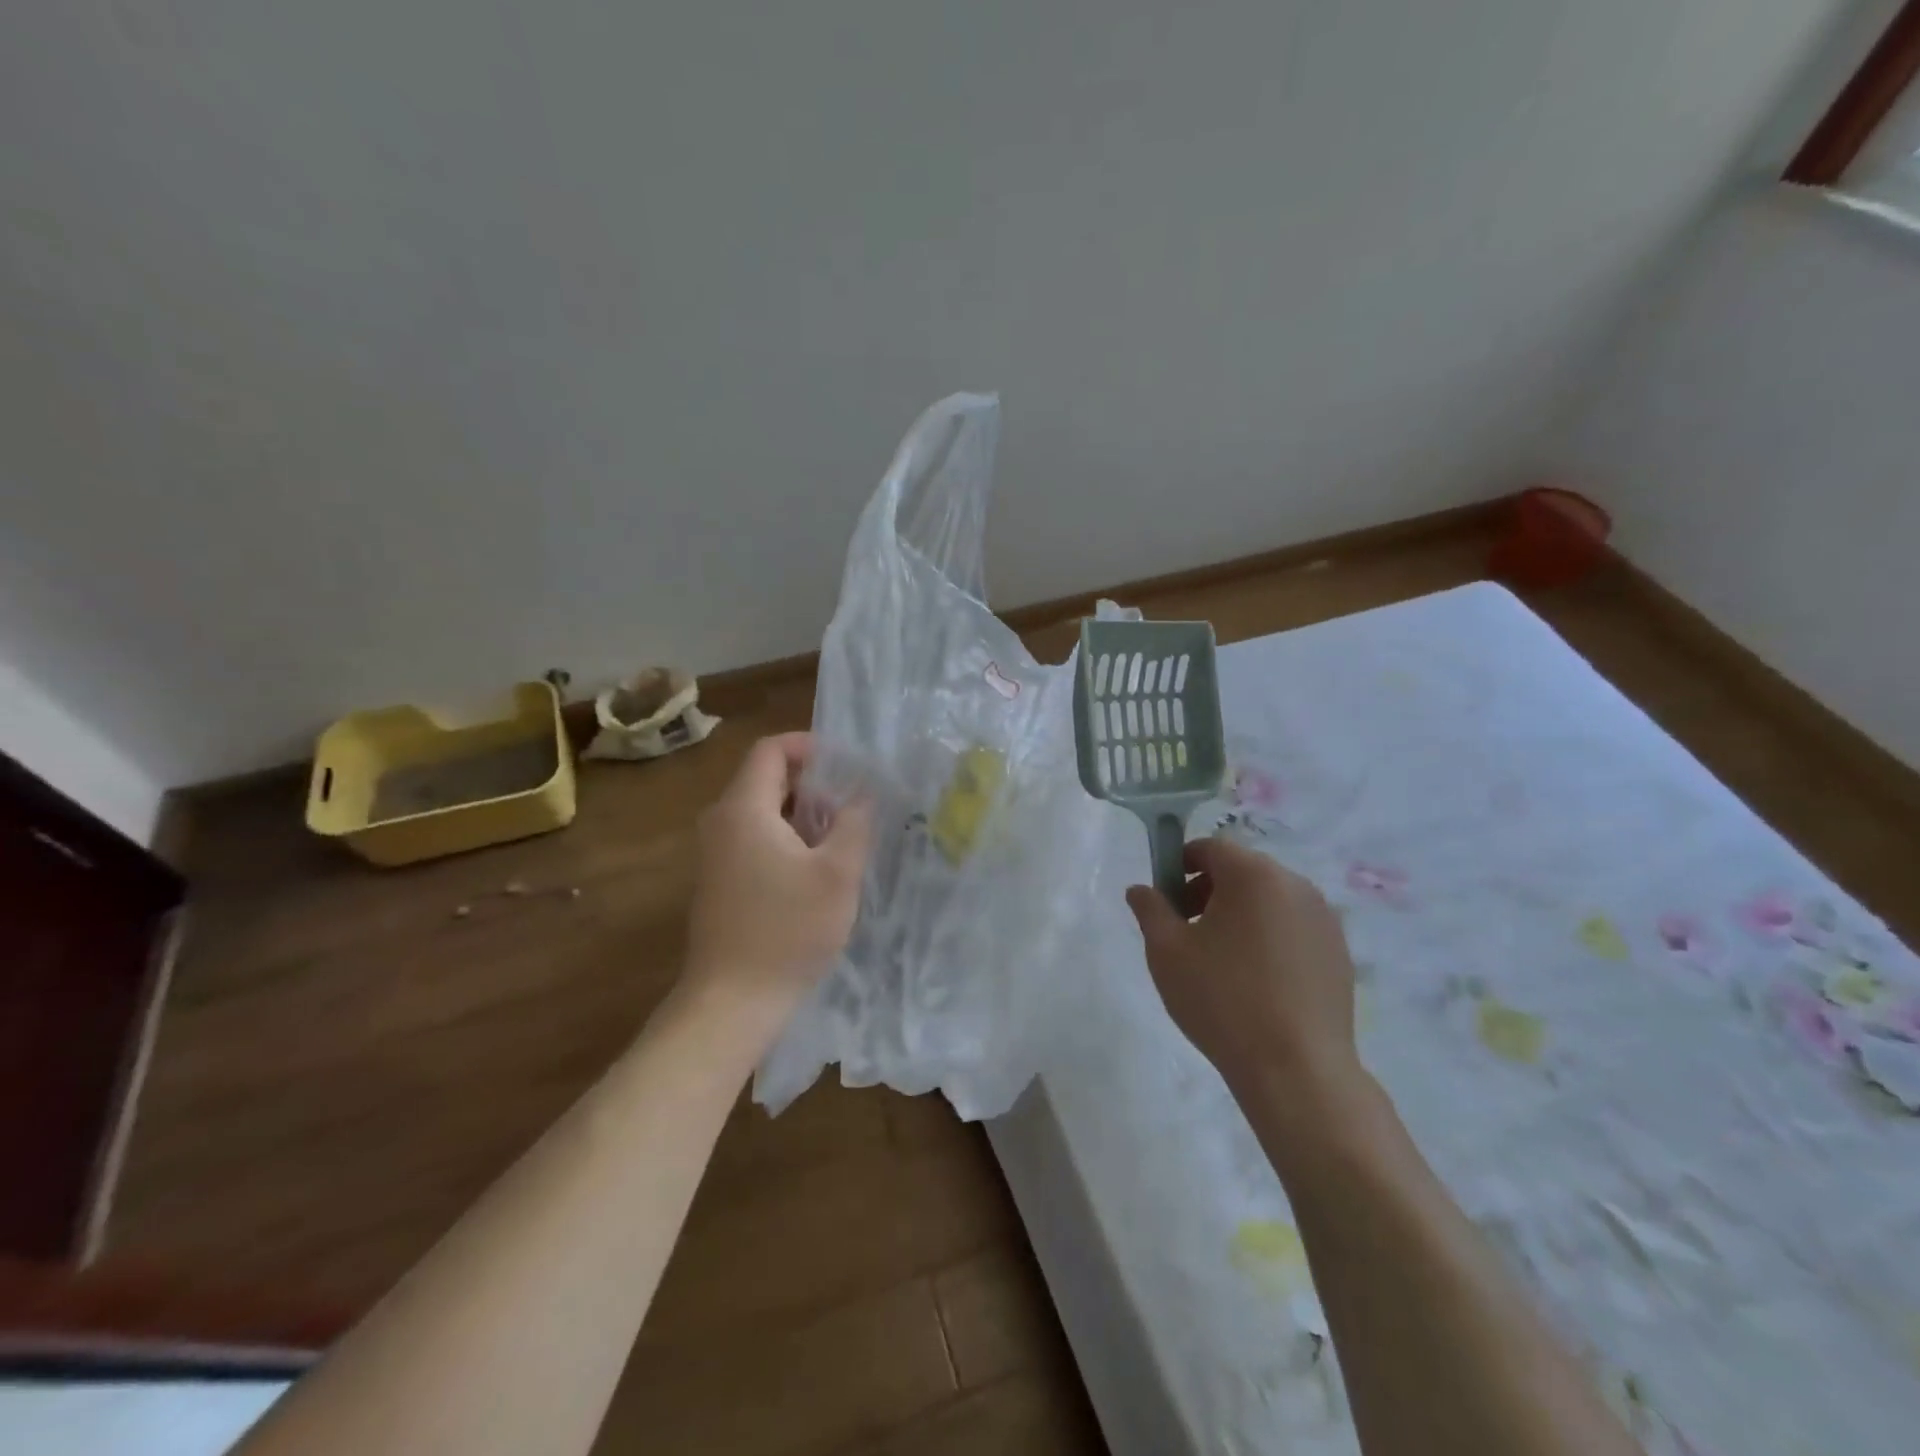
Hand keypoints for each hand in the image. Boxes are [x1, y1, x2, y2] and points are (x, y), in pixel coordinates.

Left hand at [682, 733, 870, 1024]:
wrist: (731, 1002)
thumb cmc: (788, 930)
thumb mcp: (837, 873)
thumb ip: (855, 822)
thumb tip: (863, 791)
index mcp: (743, 809)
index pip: (770, 750)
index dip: (809, 746)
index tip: (847, 765)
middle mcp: (721, 822)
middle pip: (766, 778)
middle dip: (812, 783)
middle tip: (853, 804)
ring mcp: (715, 854)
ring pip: (762, 811)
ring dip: (802, 813)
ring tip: (842, 837)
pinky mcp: (720, 881)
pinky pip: (754, 838)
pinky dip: (786, 837)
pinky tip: (815, 869)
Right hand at [1126, 837, 1365, 1109]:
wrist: (1297, 1069)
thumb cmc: (1222, 999)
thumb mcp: (1166, 952)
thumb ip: (1150, 909)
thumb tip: (1141, 889)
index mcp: (1253, 875)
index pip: (1210, 848)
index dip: (1180, 866)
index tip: (1166, 902)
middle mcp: (1295, 885)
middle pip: (1242, 871)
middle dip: (1209, 891)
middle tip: (1188, 932)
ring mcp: (1324, 919)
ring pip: (1269, 900)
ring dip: (1241, 914)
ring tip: (1222, 960)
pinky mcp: (1339, 952)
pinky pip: (1293, 928)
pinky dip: (1270, 937)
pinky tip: (1257, 981)